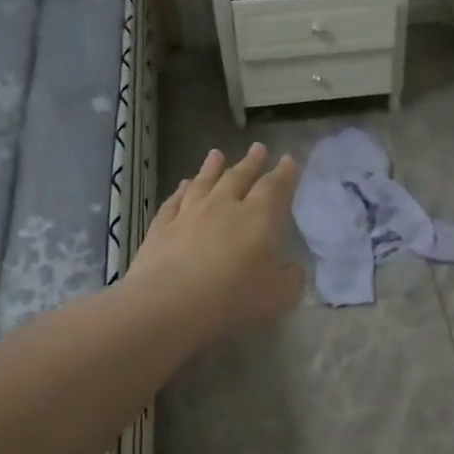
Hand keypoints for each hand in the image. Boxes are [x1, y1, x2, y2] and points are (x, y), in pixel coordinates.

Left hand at [128, 143, 304, 337]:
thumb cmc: (232, 299)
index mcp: (258, 217)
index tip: (289, 161)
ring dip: (212, 167)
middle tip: (258, 148)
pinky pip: (174, 201)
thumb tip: (291, 268)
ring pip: (203, 182)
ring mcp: (189, 214)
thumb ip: (291, 278)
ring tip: (216, 154)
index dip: (285, 174)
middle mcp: (224, 206)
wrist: (168, 305)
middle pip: (239, 177)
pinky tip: (183, 185)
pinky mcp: (161, 228)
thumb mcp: (280, 296)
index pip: (275, 187)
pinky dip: (181, 190)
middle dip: (251, 162)